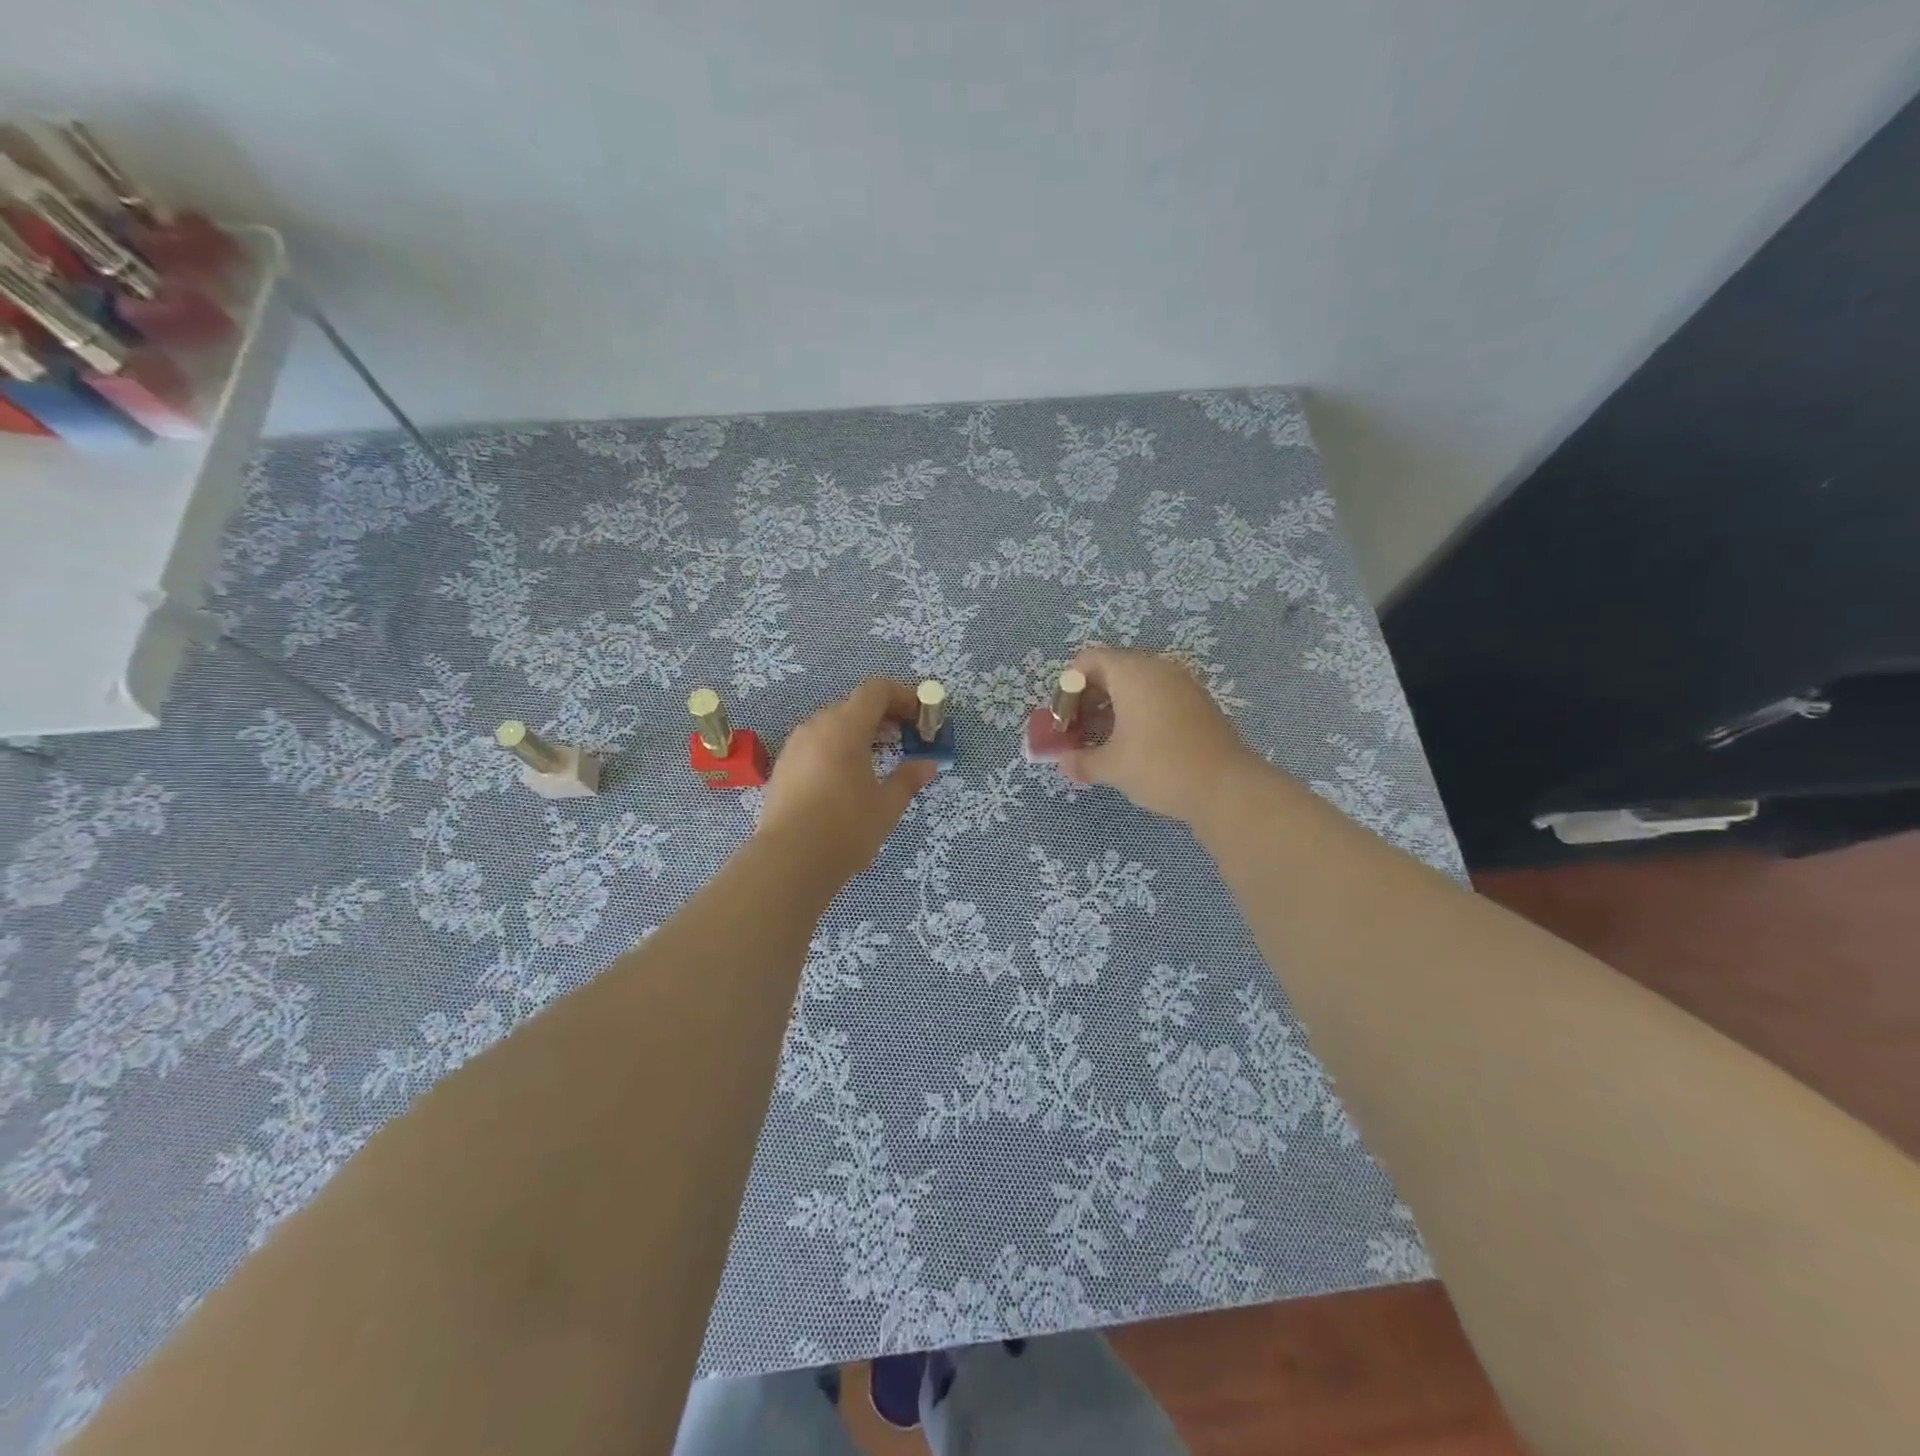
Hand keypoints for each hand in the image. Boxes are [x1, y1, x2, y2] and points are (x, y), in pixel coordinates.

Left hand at [756, 678, 938, 890]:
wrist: (788, 862)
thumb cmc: (845, 829)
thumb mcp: (887, 806)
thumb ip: (908, 779)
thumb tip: (928, 764)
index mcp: (845, 727)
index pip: (876, 690)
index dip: (904, 696)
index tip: (922, 718)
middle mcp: (816, 727)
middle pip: (855, 704)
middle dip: (885, 715)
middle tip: (907, 739)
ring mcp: (795, 746)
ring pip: (833, 724)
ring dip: (861, 731)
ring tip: (881, 757)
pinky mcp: (783, 766)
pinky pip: (817, 743)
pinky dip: (838, 747)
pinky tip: (849, 776)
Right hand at [1058, 647, 1262, 822]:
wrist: (1226, 788)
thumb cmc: (1159, 767)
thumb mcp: (1111, 766)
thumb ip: (1080, 760)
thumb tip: (1064, 761)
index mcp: (1132, 672)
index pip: (1088, 661)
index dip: (1067, 689)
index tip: (1063, 721)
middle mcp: (1158, 668)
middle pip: (1111, 670)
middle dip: (1087, 700)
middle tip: (1076, 733)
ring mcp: (1182, 684)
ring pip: (1135, 686)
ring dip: (1111, 709)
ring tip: (1100, 743)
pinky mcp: (1197, 704)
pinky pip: (1156, 698)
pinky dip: (1137, 714)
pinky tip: (1131, 746)